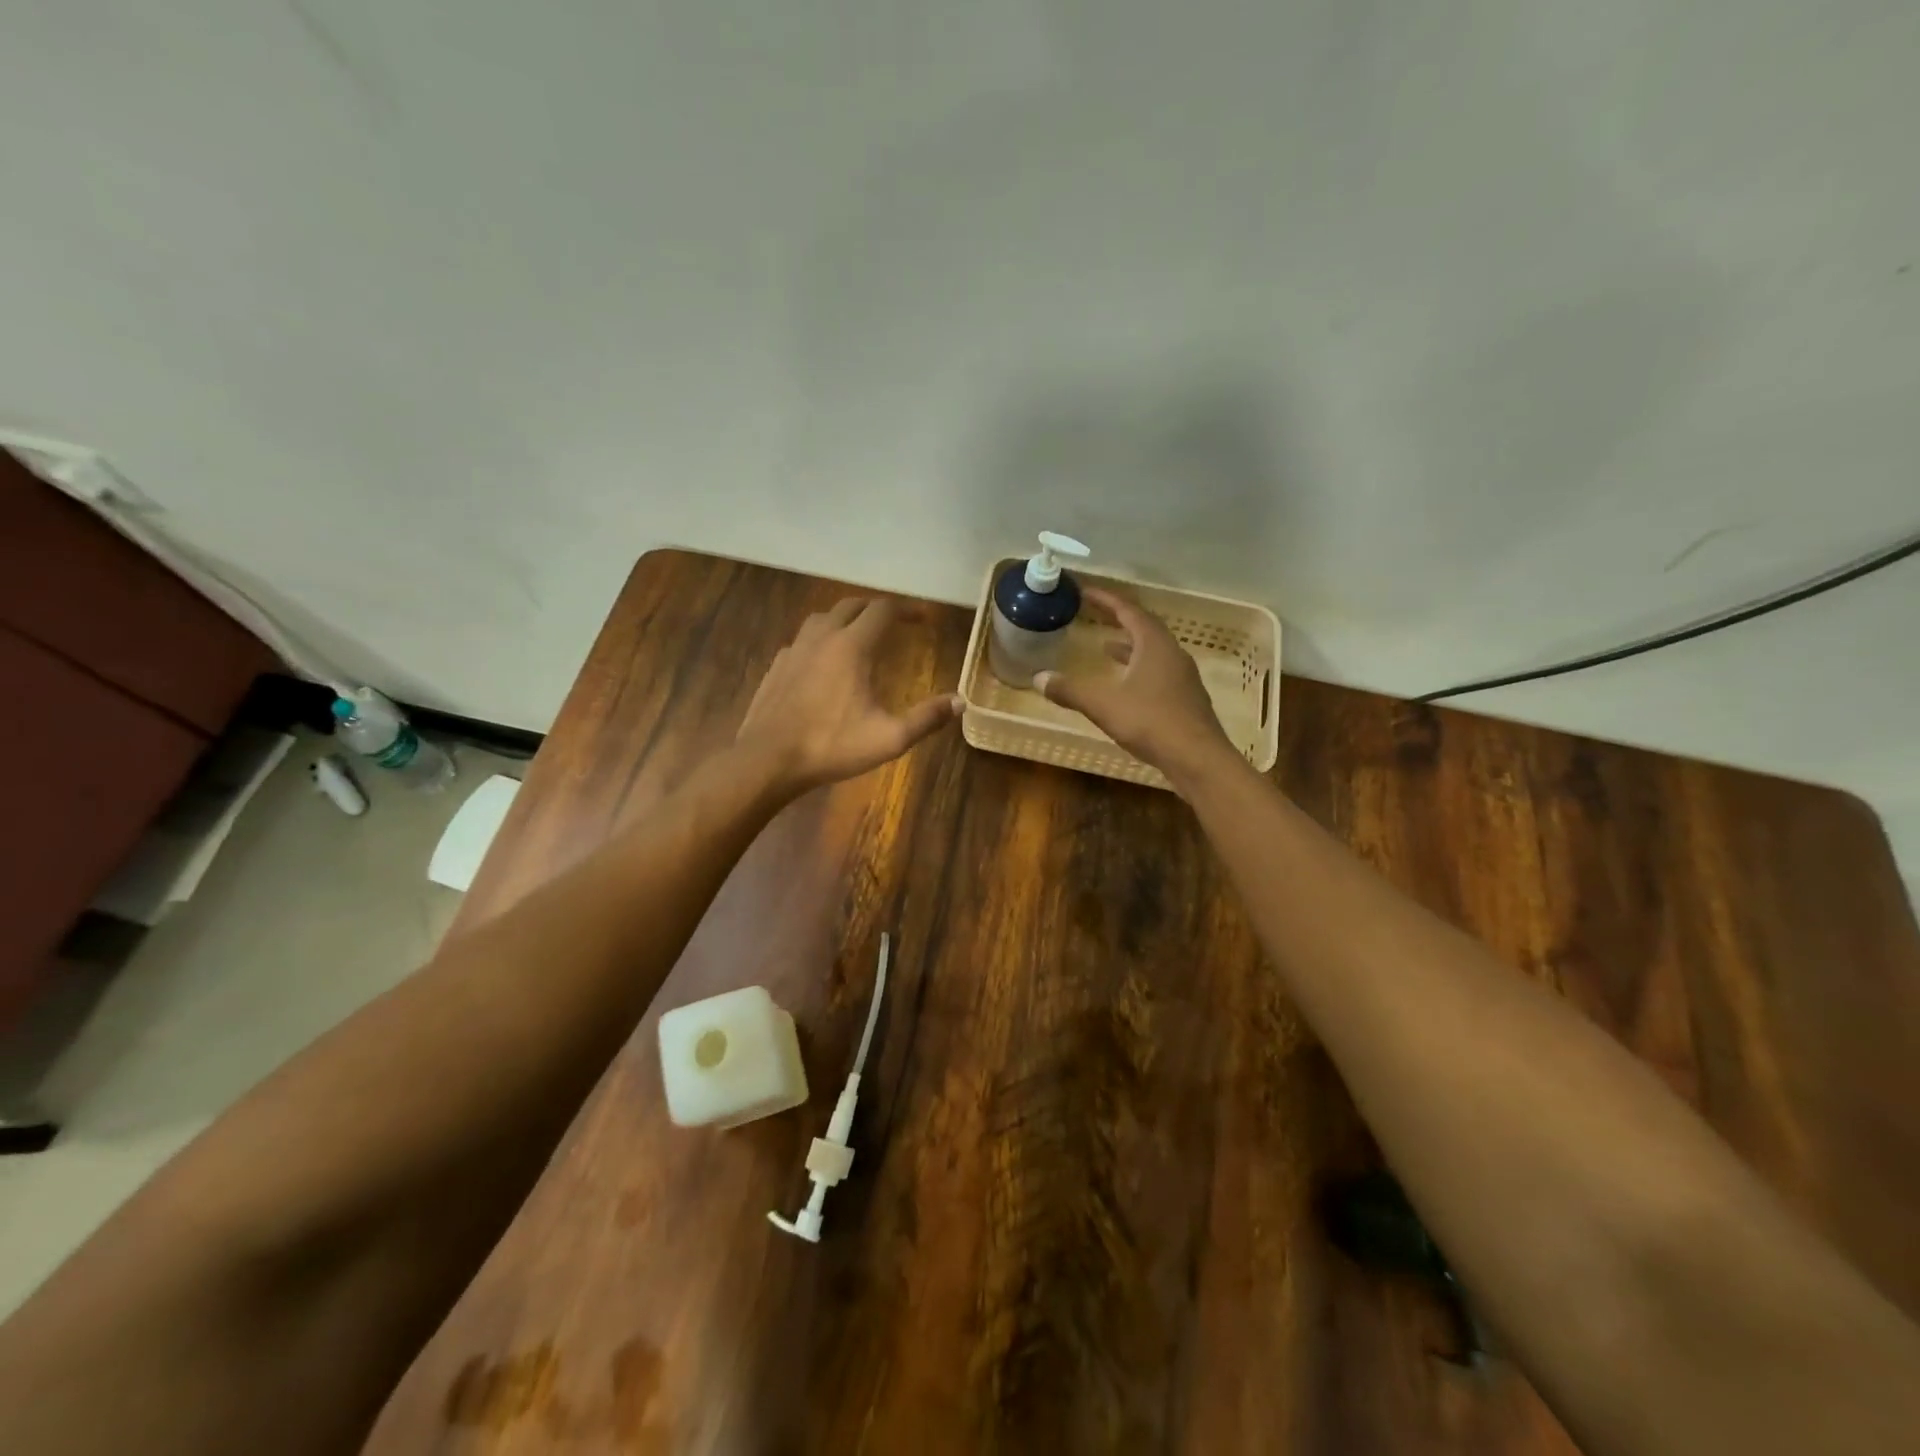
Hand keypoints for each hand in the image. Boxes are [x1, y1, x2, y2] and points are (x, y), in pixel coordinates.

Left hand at [737, 597, 962, 793]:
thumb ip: (926, 719)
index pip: (883, 610)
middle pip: (852, 605)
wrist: (767, 759)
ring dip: (846, 618)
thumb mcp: (888, 738)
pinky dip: (821, 640)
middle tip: (895, 622)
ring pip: (823, 618)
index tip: (924, 618)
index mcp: (851, 647)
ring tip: (859, 634)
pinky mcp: (776, 666)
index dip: (907, 609)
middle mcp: (822, 638)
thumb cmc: (830, 746)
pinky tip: (823, 662)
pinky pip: (803, 640)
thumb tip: (960, 702)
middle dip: (877, 608)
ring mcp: (794, 650)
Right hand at [1035, 587, 1234, 784]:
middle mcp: (1172, 654)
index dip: (1105, 599)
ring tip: (1106, 648)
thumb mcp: (1103, 704)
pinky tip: (1126, 687)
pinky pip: (1159, 674)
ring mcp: (1183, 678)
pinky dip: (1139, 670)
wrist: (1198, 759)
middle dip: (1119, 620)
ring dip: (1130, 647)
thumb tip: (1039, 678)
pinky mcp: (1186, 700)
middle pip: (1145, 628)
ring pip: (1153, 652)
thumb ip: (1070, 690)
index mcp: (1154, 644)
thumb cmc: (1150, 721)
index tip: (1085, 591)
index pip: (1128, 611)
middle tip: (1097, 616)